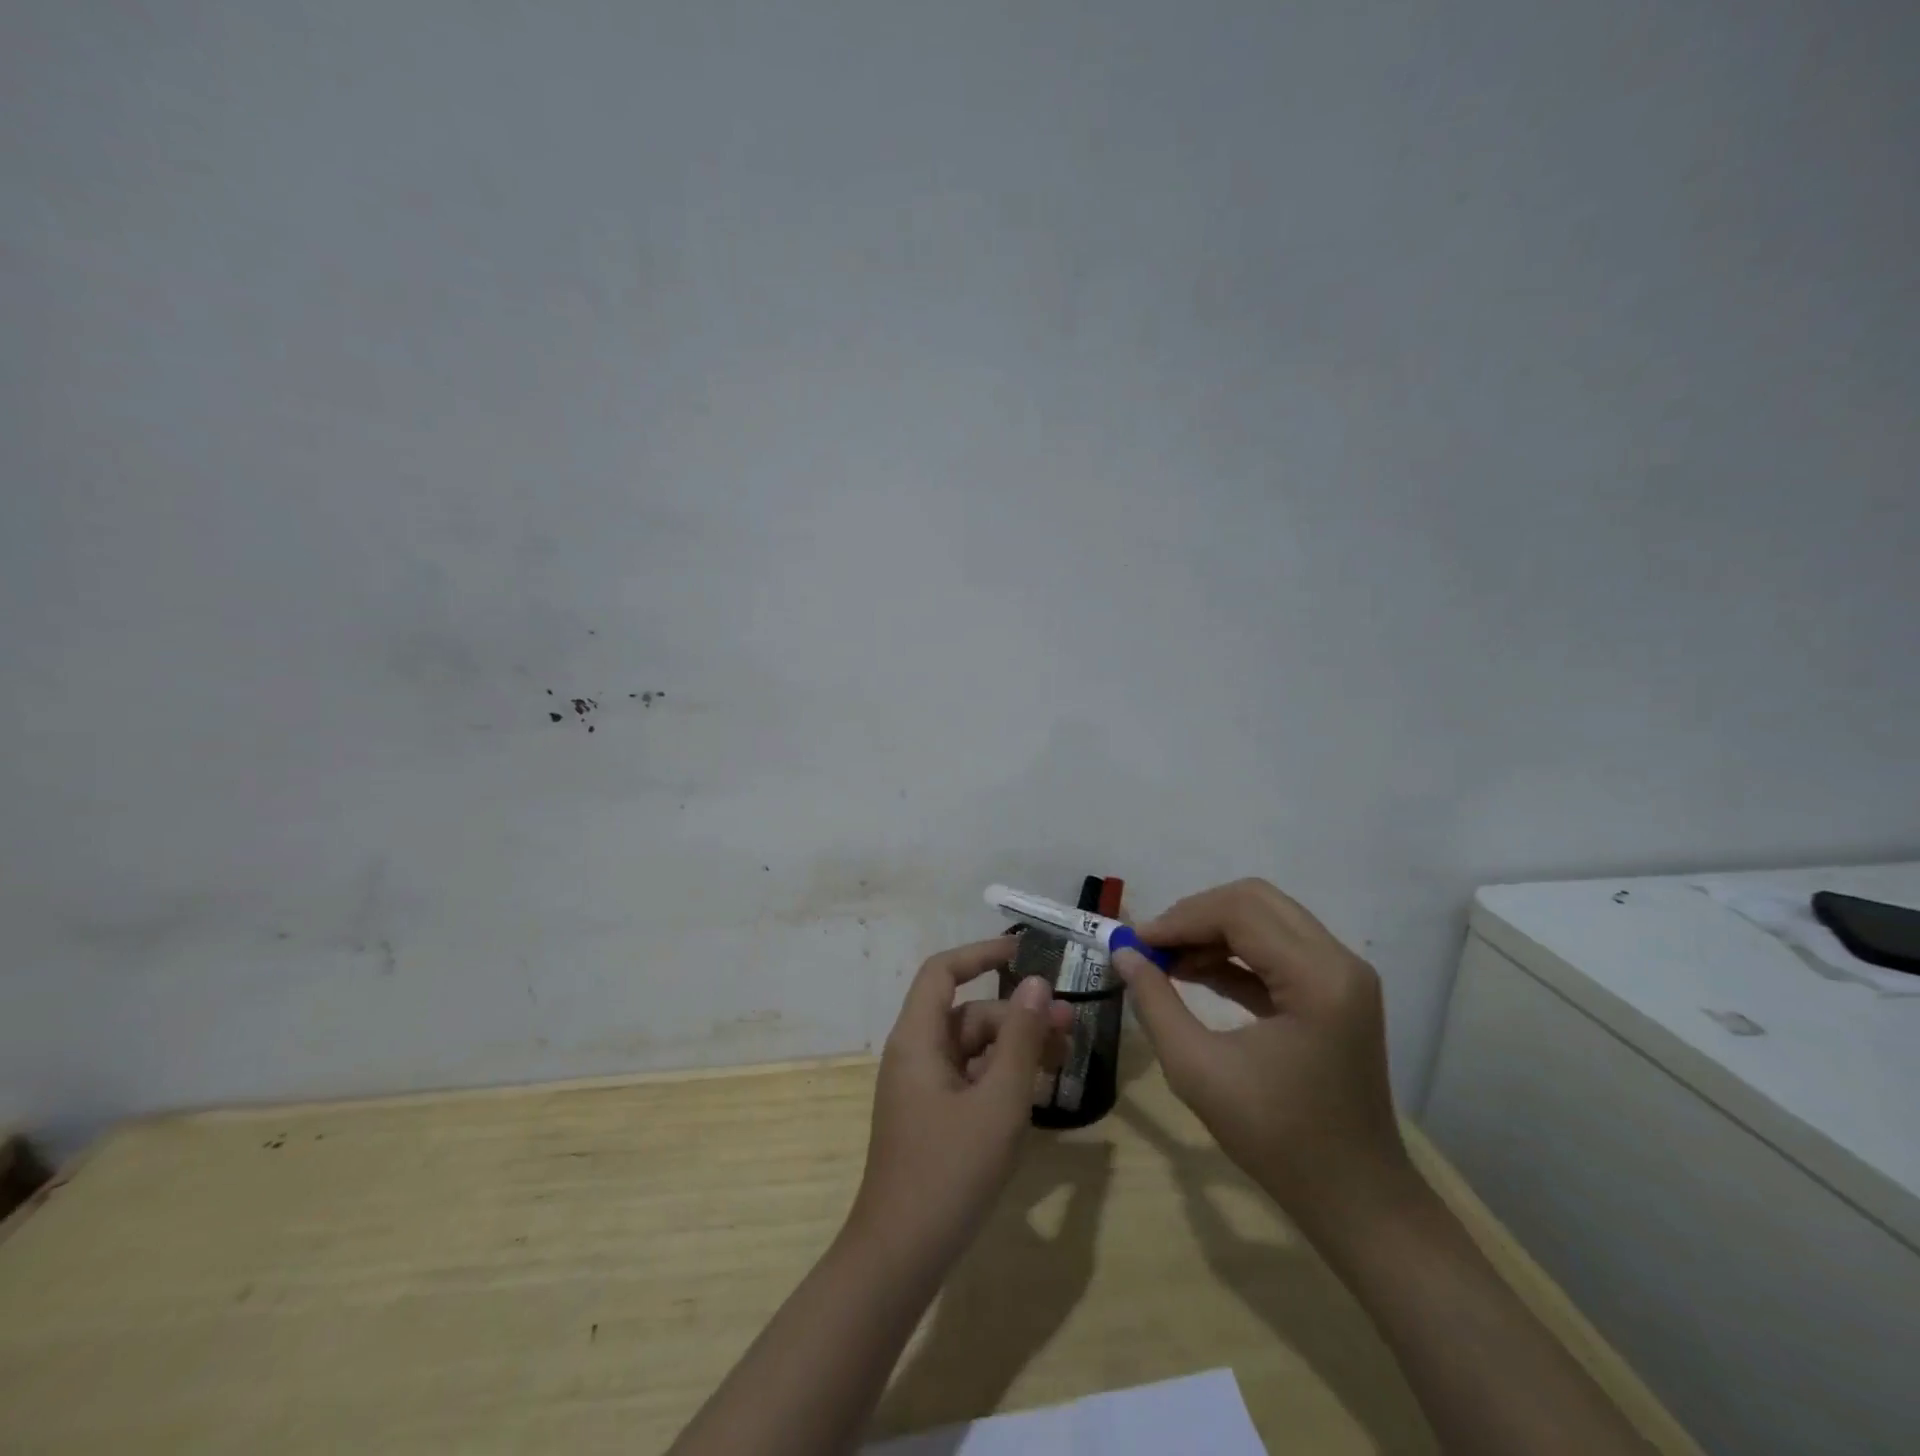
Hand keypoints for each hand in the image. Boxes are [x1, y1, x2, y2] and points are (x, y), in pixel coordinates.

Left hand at [850, 937, 1073, 1268]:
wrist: (901, 1256)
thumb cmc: (949, 1172)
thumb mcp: (999, 1102)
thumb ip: (1021, 1040)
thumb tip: (1037, 983)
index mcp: (918, 1038)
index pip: (943, 971)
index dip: (981, 953)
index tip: (1026, 951)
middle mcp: (916, 1053)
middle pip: (969, 1013)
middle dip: (1019, 1014)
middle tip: (1071, 1027)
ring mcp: (923, 1087)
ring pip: (974, 1047)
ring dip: (1017, 1046)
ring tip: (1065, 1057)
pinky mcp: (933, 1115)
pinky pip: (971, 1077)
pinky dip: (1003, 1076)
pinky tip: (1039, 1089)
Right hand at [1111, 879, 1410, 1236]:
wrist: (1355, 1200)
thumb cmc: (1278, 1140)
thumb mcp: (1199, 1071)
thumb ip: (1156, 1003)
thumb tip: (1123, 953)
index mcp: (1318, 978)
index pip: (1239, 913)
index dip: (1180, 920)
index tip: (1135, 943)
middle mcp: (1338, 961)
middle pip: (1255, 901)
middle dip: (1196, 915)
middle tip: (1152, 946)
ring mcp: (1341, 975)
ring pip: (1265, 919)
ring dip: (1212, 930)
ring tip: (1165, 960)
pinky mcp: (1334, 991)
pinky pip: (1276, 949)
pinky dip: (1232, 952)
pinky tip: (1192, 972)